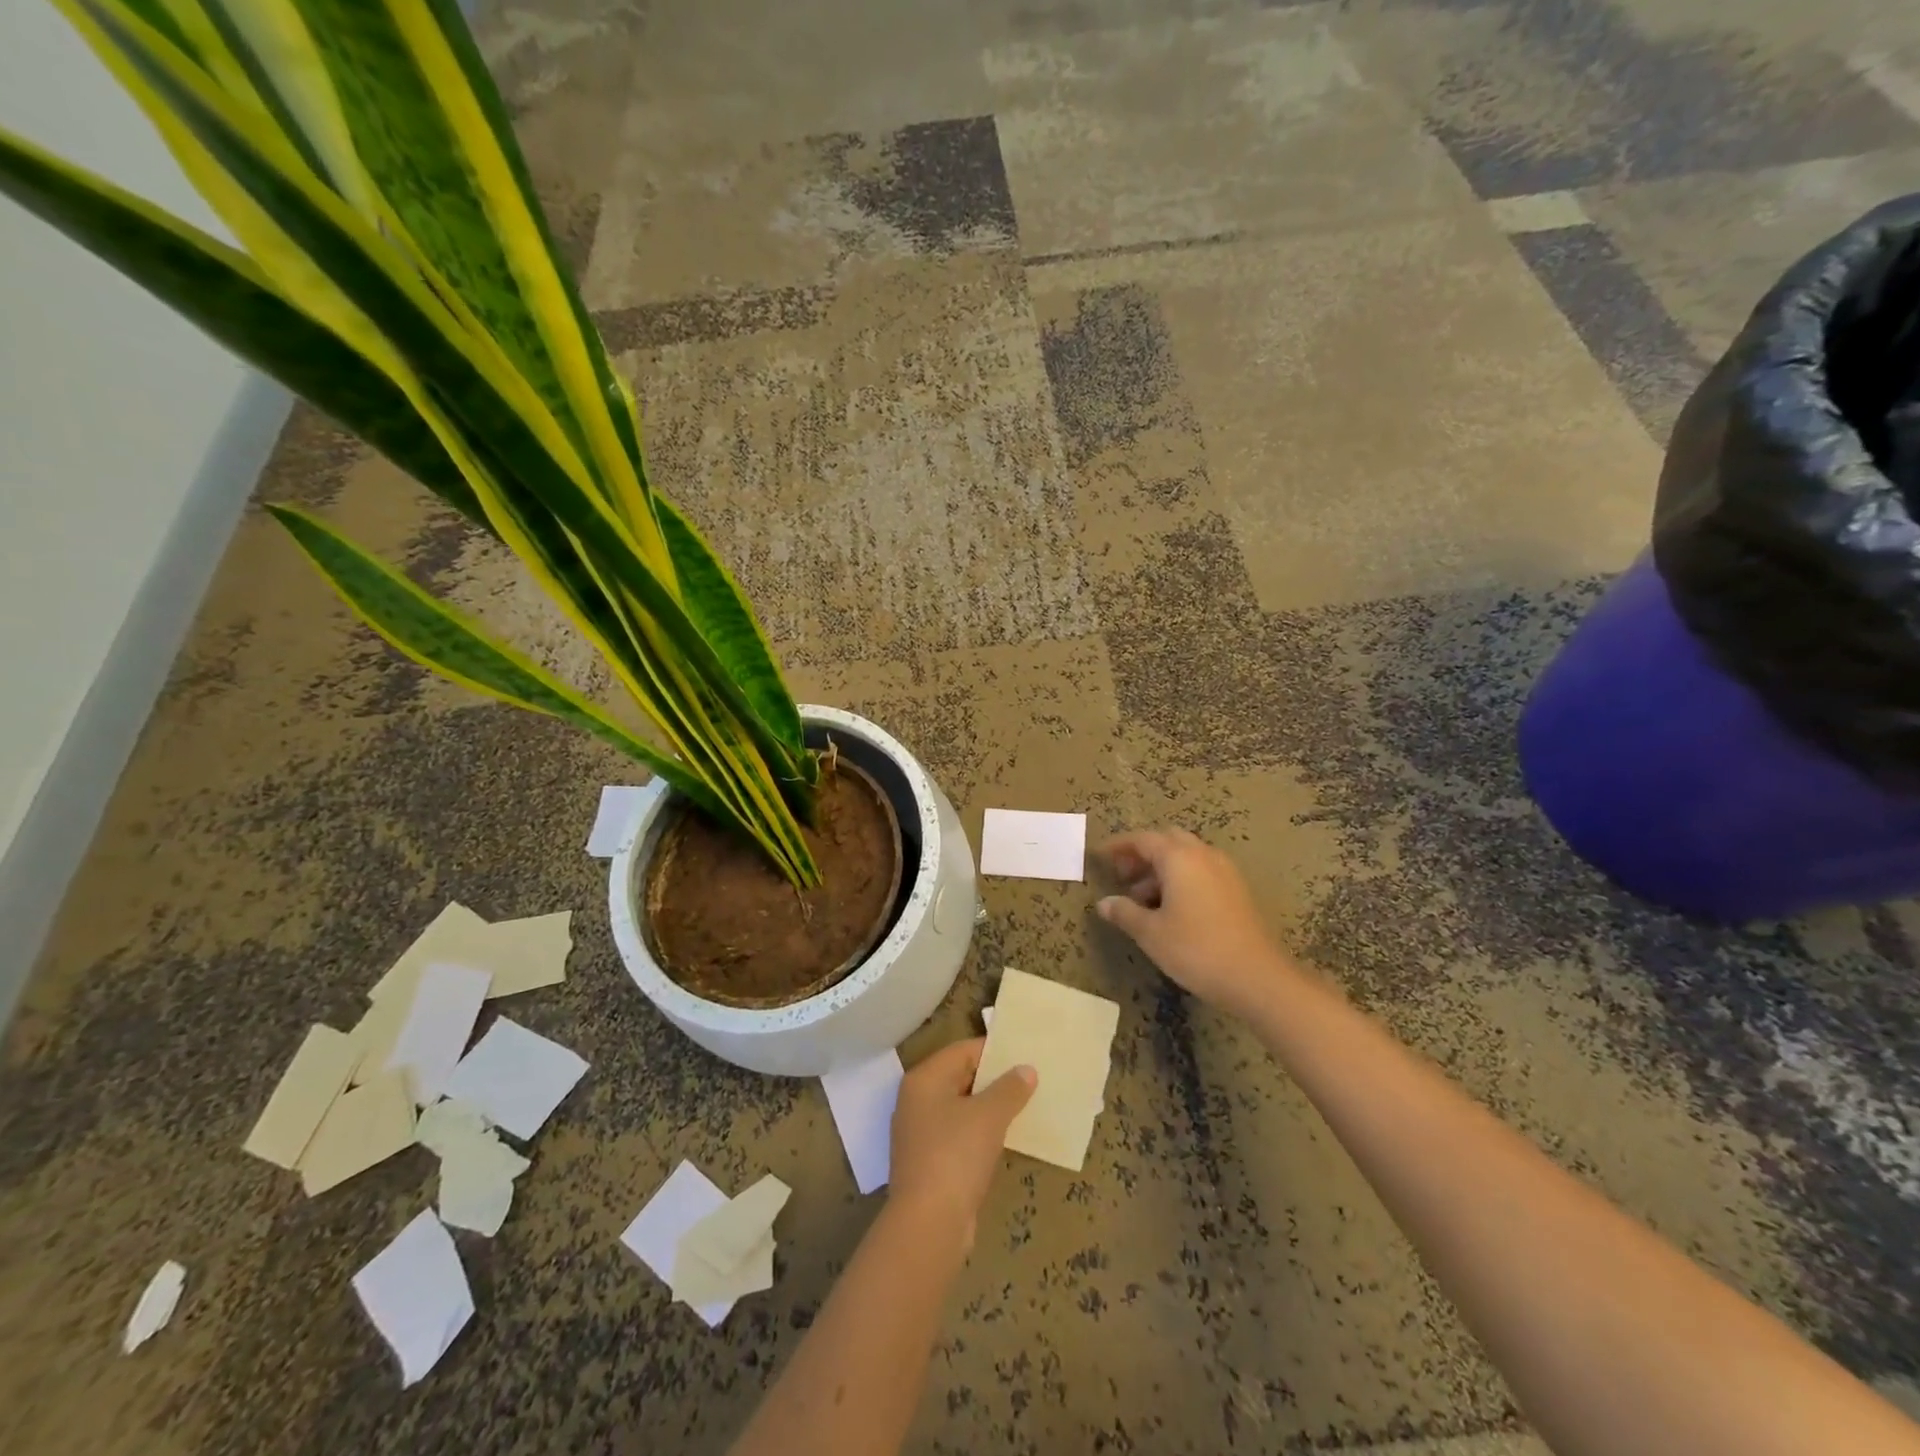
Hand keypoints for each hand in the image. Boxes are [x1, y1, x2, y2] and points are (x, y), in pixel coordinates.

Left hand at [889, 1038, 1035, 1248]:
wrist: (928, 1225)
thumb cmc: (955, 1155)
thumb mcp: (989, 1116)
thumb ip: (1009, 1088)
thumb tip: (1026, 1070)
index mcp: (924, 1080)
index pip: (962, 1051)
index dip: (994, 1051)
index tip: (1024, 1055)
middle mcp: (916, 1101)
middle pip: (959, 1078)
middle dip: (994, 1080)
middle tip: (1029, 1080)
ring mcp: (919, 1134)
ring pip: (960, 1109)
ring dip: (989, 1108)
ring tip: (1024, 1107)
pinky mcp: (928, 1163)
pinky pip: (959, 1136)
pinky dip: (980, 1134)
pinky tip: (1005, 1139)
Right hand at [1096, 828, 1292, 1013]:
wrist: (1257, 977)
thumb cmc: (1196, 949)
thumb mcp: (1151, 933)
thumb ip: (1125, 912)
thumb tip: (1104, 903)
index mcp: (1179, 858)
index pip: (1142, 839)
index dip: (1118, 846)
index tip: (1099, 856)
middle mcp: (1203, 855)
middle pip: (1167, 841)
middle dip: (1142, 854)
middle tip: (1123, 875)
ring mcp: (1224, 871)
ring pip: (1186, 857)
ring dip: (1161, 869)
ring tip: (1142, 899)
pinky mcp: (1236, 890)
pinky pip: (1201, 871)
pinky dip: (1181, 879)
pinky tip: (1171, 909)